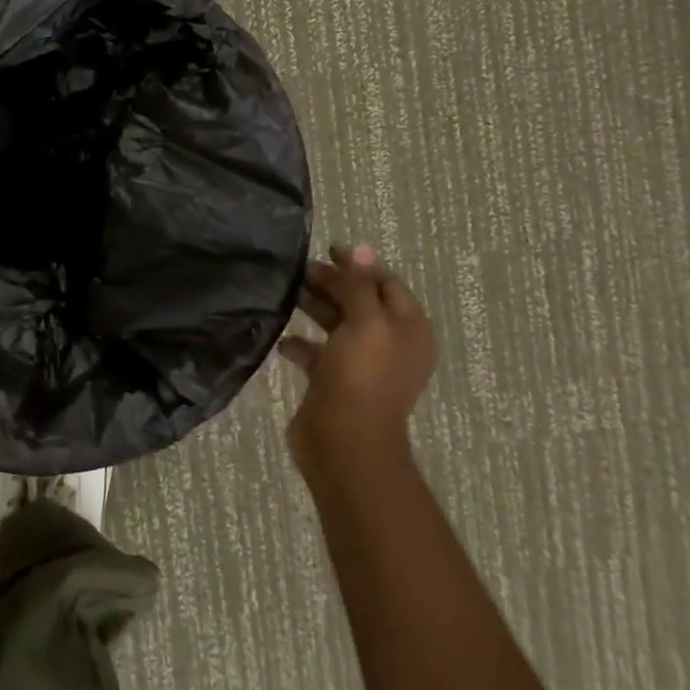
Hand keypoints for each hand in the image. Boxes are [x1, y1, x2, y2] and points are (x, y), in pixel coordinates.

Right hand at [280, 244, 436, 477]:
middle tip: (298, 270)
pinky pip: (317, 352)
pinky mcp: (334, 382)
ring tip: (285, 293)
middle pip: (359, 301)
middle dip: (331, 283)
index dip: (358, 265)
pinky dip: (300, 342)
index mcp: (407, 329)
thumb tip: (361, 247)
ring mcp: (361, 365)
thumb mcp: (366, 322)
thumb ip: (360, 284)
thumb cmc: (361, 375)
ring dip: (313, 307)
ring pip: (337, 324)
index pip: (385, 283)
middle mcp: (388, 344)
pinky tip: (282, 337)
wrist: (344, 442)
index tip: (326, 249)